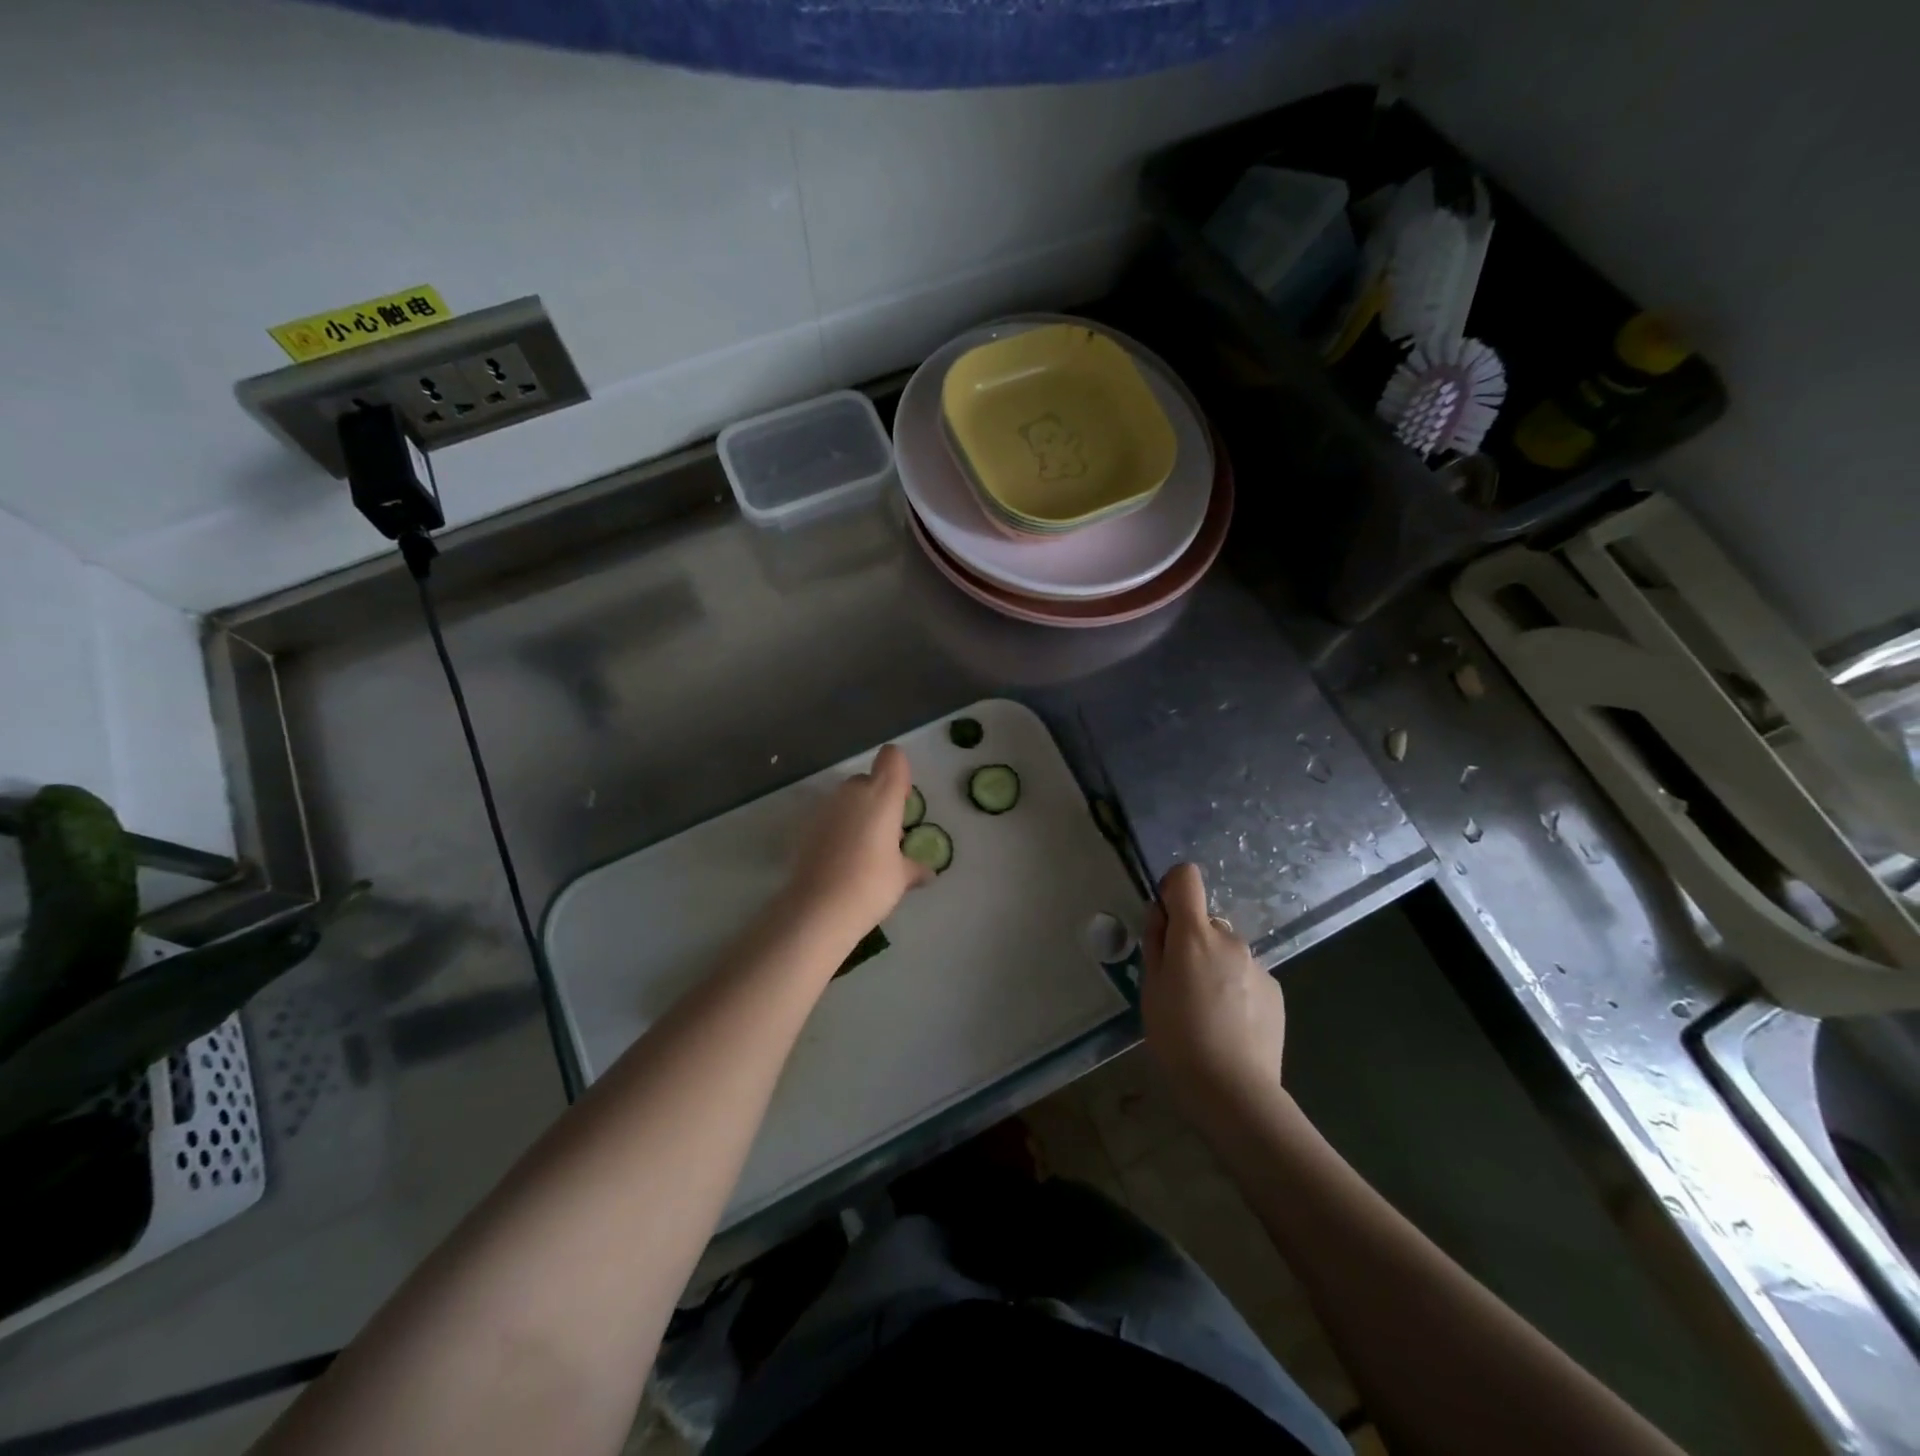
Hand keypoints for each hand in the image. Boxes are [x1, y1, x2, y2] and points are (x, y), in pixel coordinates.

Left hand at [784, 744, 931, 939]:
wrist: (818, 908)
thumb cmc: (871, 884)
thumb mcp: (901, 877)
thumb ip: (914, 867)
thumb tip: (928, 872)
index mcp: (882, 795)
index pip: (893, 758)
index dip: (899, 774)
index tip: (902, 802)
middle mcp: (852, 792)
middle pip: (868, 780)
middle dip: (878, 800)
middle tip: (887, 834)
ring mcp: (826, 807)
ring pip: (847, 799)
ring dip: (857, 815)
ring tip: (865, 850)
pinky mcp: (806, 826)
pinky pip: (830, 818)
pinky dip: (838, 830)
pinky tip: (843, 860)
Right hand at [1141, 863, 1286, 1115]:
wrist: (1234, 1091)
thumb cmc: (1178, 1038)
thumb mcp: (1150, 989)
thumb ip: (1155, 943)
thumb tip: (1160, 914)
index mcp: (1194, 934)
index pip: (1187, 877)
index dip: (1173, 887)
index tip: (1165, 917)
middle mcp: (1230, 939)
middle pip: (1206, 922)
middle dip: (1192, 942)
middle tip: (1179, 985)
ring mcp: (1257, 964)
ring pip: (1226, 951)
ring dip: (1214, 967)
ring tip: (1206, 1012)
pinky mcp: (1275, 989)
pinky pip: (1246, 975)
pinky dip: (1235, 988)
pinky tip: (1230, 1024)